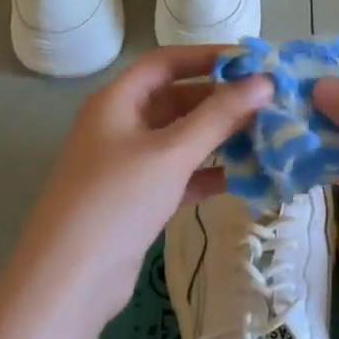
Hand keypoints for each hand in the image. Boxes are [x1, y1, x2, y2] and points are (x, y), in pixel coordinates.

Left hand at [16, 46, 272, 321]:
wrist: (68, 281)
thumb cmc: (117, 200)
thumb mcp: (171, 152)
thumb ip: (220, 116)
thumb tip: (266, 82)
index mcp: (117, 102)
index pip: (166, 62)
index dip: (208, 57)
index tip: (253, 62)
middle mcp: (120, 126)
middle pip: (177, 100)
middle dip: (222, 101)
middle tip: (270, 104)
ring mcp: (128, 164)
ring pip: (182, 138)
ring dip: (220, 137)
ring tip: (267, 137)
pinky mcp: (138, 199)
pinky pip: (181, 174)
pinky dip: (210, 172)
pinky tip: (246, 176)